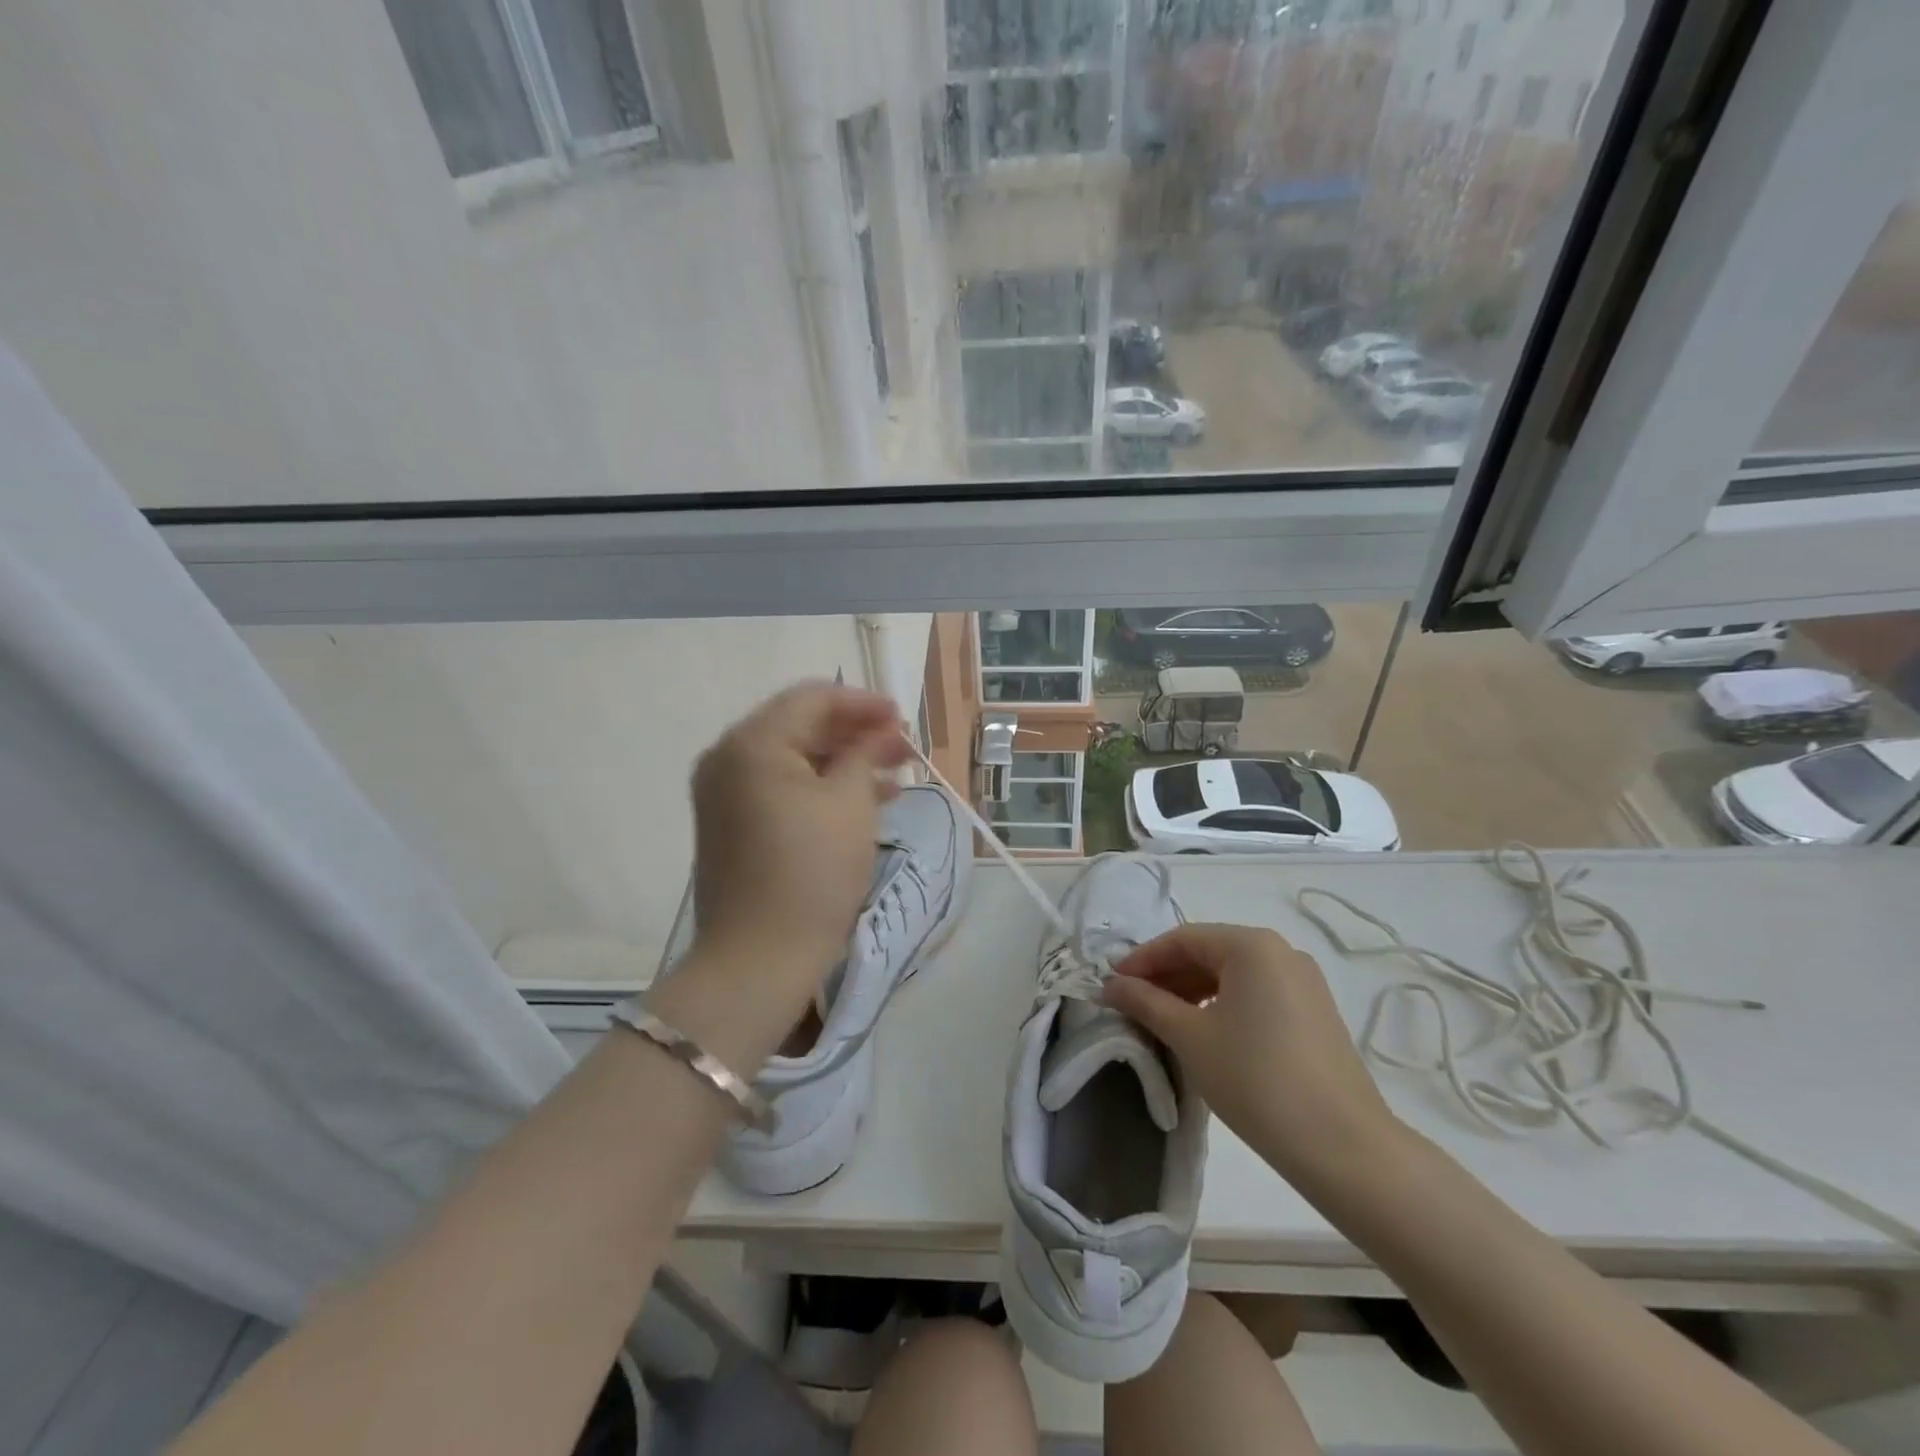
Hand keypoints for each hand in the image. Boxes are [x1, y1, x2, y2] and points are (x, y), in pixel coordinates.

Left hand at [687, 683, 909, 1007]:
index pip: (812, 699)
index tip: (903, 718)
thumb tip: (879, 730)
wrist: (760, 958)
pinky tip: (864, 802)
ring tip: (894, 776)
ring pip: (794, 760)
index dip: (863, 704)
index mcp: (752, 743)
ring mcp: (725, 795)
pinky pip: (782, 789)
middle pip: (800, 726)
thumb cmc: (812, 871)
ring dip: (843, 762)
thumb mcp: (850, 802)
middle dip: (855, 734)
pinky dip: (821, 789)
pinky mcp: (732, 826)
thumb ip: (865, 752)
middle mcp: (728, 759)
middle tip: (903, 749)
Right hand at [1102, 923, 1405, 1189]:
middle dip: (1166, 975)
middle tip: (1132, 1003)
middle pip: (1209, 952)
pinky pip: (1256, 993)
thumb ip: (1146, 1002)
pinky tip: (1204, 1031)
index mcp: (1251, 945)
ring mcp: (1303, 982)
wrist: (1342, 1146)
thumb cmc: (1255, 1078)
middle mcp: (1281, 951)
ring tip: (1162, 1019)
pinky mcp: (1314, 1012)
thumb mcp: (1189, 1036)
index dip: (1142, 959)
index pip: (1182, 939)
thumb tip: (1110, 986)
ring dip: (1192, 990)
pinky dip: (1222, 1003)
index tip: (1112, 984)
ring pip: (1232, 974)